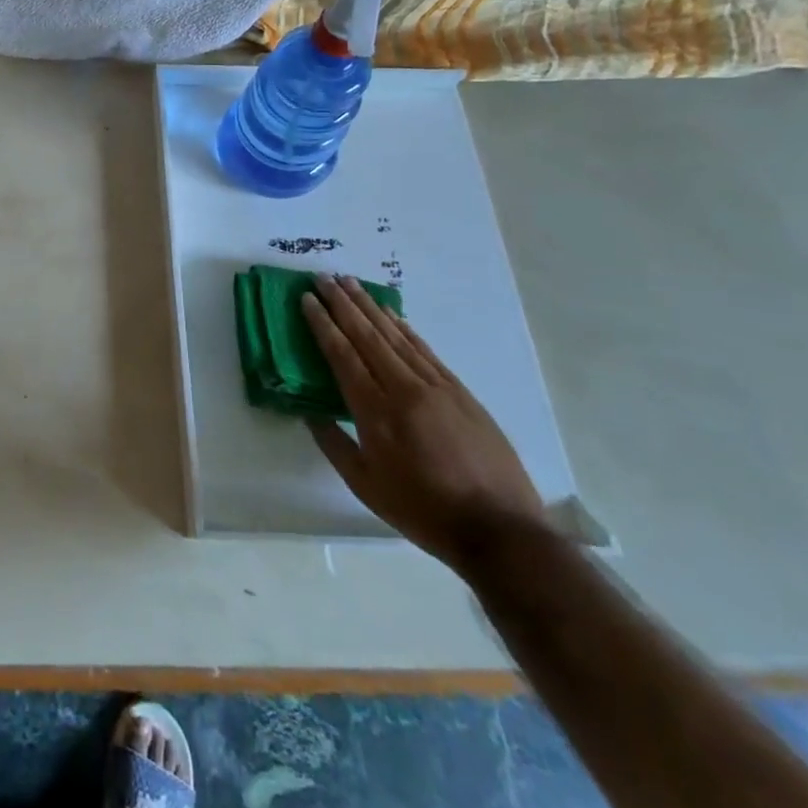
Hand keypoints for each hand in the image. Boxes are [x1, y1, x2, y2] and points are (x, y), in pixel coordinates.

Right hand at [303, 274, 546, 573]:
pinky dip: (404, 328)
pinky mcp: (461, 393)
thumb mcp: (365, 486)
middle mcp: (404, 389)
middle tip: (323, 277)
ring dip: (370, 307)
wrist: (501, 530)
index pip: (342, 355)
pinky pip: (424, 350)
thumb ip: (333, 444)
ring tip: (351, 283)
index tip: (306, 298)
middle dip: (342, 304)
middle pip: (367, 336)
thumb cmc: (423, 510)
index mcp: (376, 412)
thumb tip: (309, 412)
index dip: (322, 324)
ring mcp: (437, 388)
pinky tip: (391, 314)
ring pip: (396, 336)